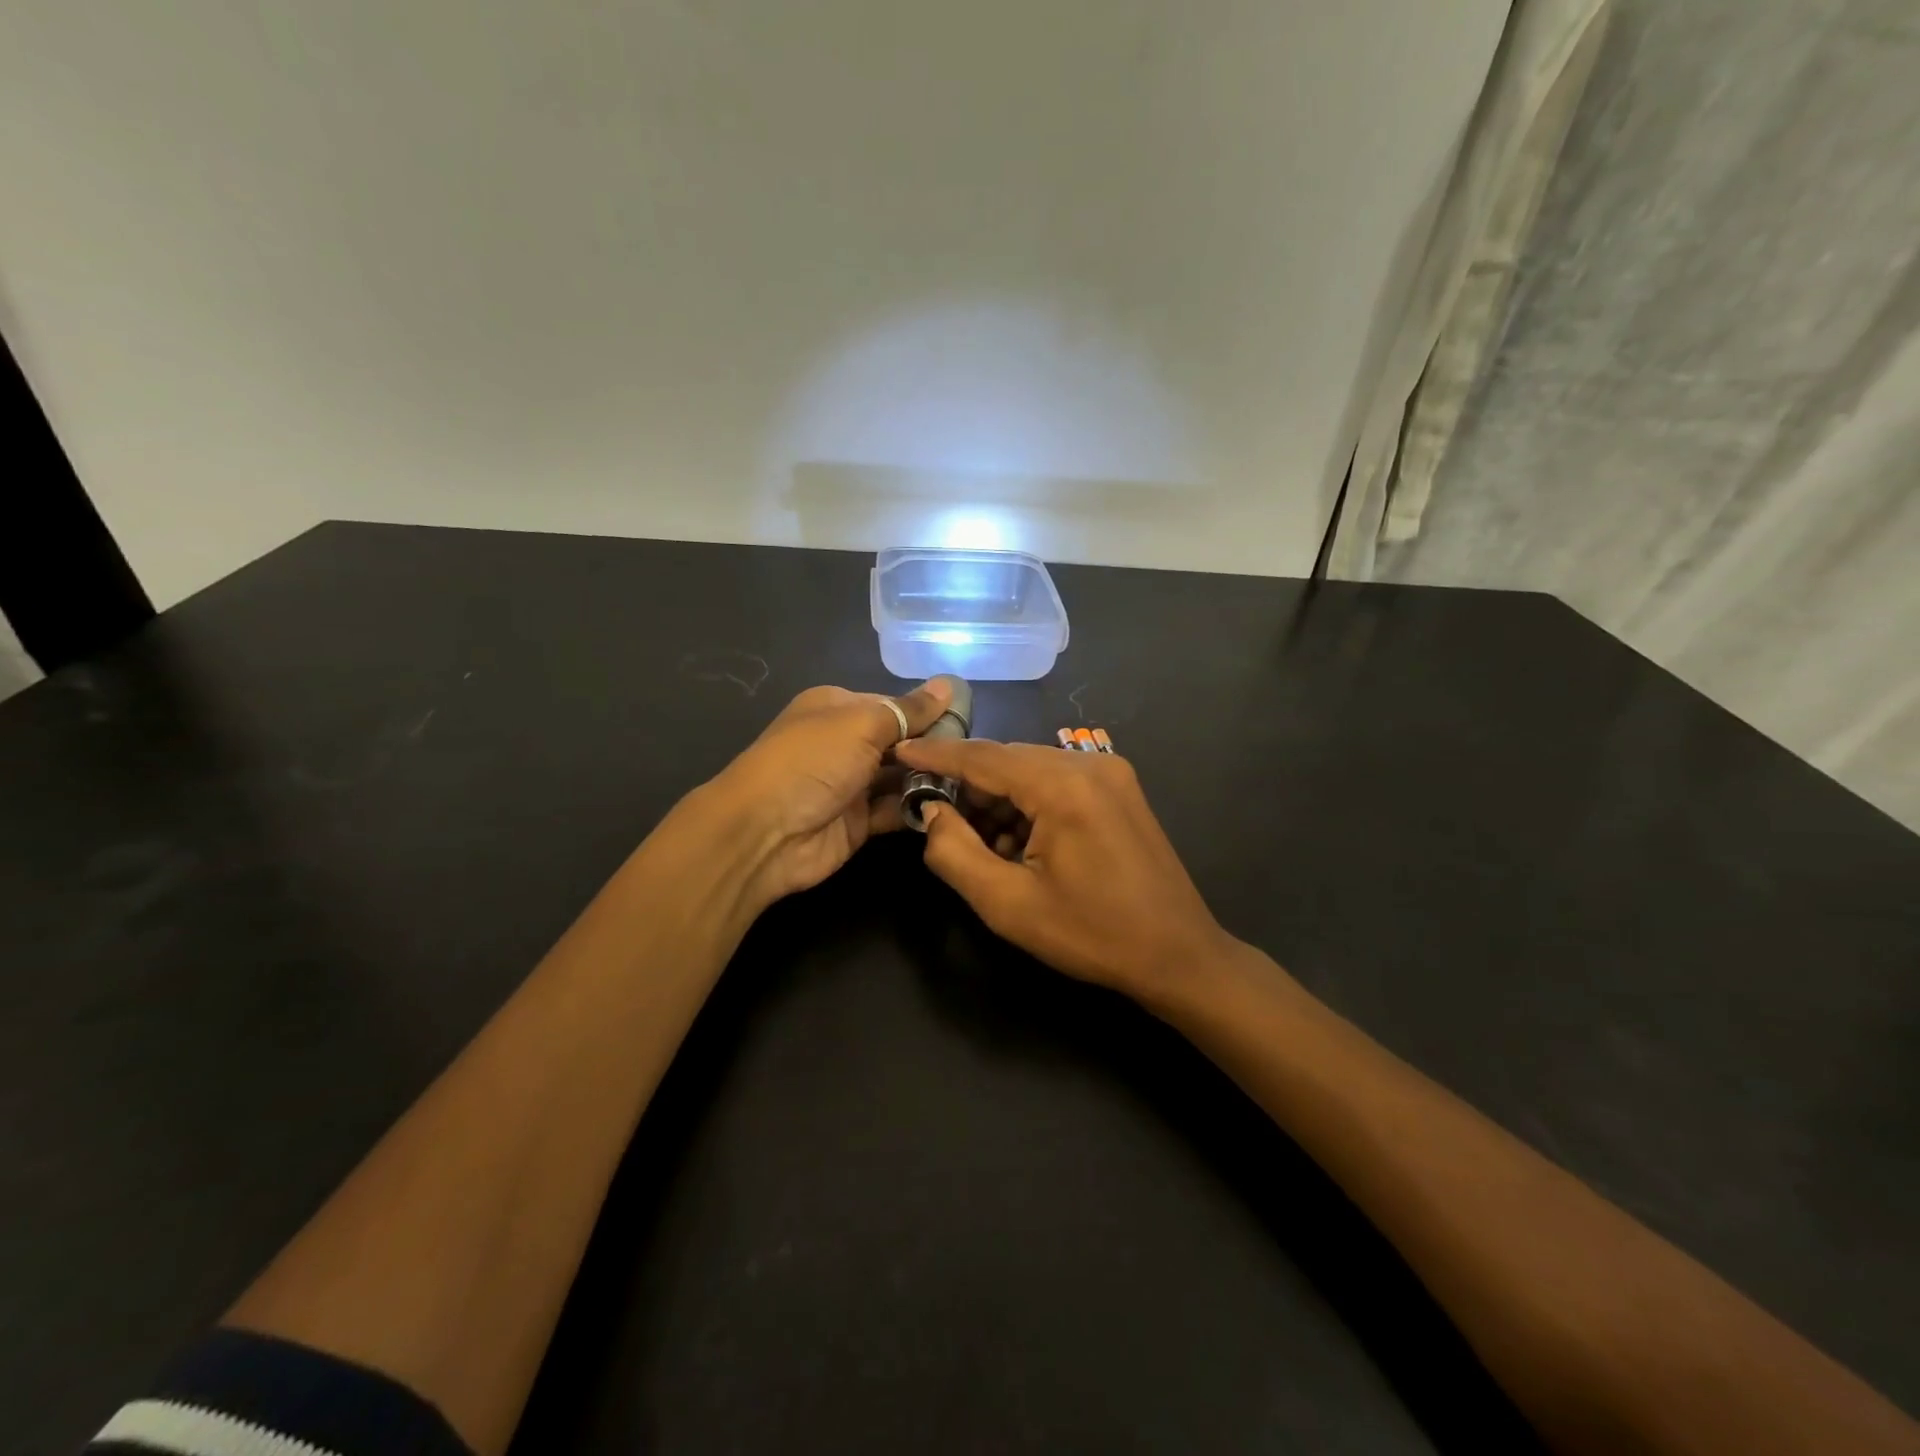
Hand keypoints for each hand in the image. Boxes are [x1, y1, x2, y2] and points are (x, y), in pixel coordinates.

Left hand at [708, 679, 953, 912]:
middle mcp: (844, 743)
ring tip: (972, 783)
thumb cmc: (812, 762)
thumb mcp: (862, 723)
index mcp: (838, 708)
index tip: (968, 724)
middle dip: (933, 749)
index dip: (928, 714)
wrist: (764, 833)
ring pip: (901, 777)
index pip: (894, 705)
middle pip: (900, 742)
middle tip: (975, 759)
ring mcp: (850, 784)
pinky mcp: (858, 822)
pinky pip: (896, 810)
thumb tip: (948, 685)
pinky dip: (919, 808)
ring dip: (930, 780)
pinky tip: (951, 807)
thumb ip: (909, 710)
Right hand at [891, 737, 1235, 1006]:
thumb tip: (932, 812)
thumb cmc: (1091, 934)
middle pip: (1008, 760)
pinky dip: (1029, 804)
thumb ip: (955, 852)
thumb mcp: (1007, 904)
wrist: (1178, 955)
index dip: (936, 754)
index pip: (983, 757)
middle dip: (968, 785)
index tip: (899, 750)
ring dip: (999, 798)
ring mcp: (1110, 773)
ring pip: (1032, 770)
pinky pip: (1057, 782)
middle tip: (934, 815)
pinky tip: (1019, 843)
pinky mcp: (1120, 789)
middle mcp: (1089, 764)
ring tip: (979, 843)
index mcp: (1063, 786)